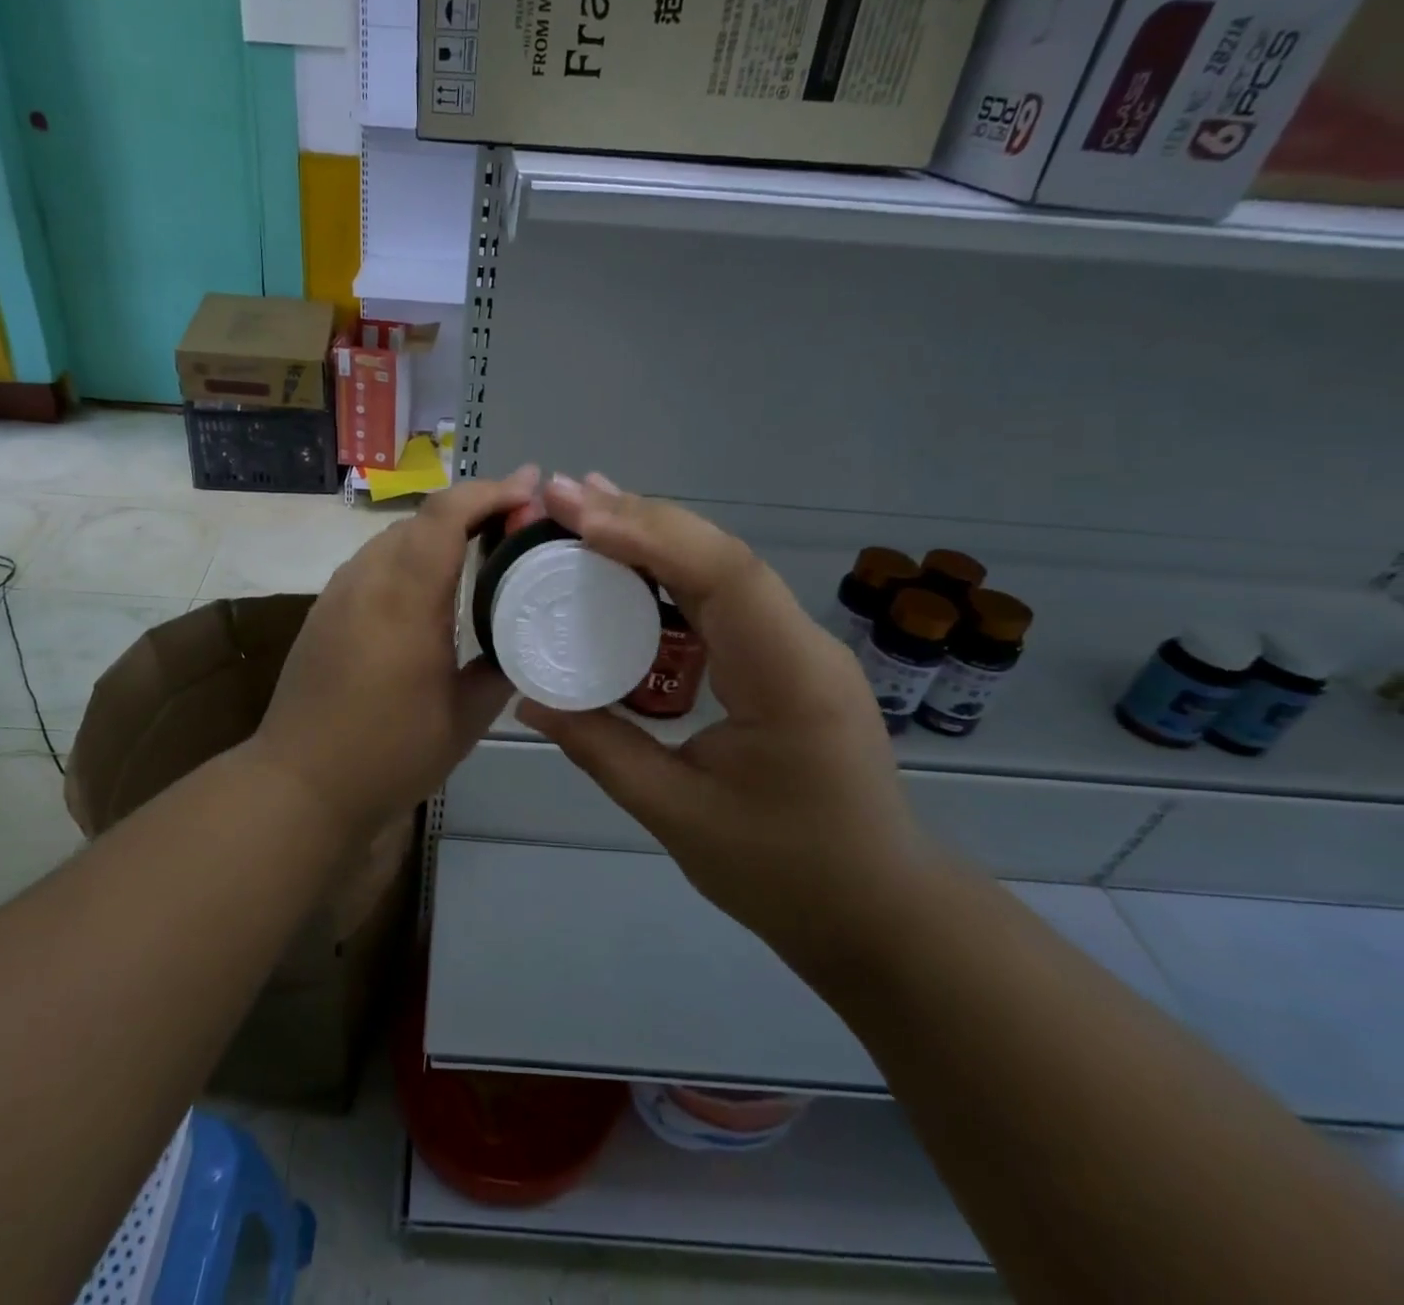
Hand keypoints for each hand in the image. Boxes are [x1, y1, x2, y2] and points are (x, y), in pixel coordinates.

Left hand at [251, 465, 540, 830]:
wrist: (301, 782)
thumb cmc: (390, 753)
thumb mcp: (465, 719)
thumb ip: (500, 669)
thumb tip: (520, 643)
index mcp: (406, 599)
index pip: (446, 515)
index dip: (490, 491)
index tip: (530, 487)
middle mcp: (367, 580)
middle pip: (421, 519)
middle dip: (472, 508)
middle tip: (516, 522)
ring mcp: (339, 592)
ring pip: (394, 538)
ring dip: (439, 532)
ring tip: (479, 548)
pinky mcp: (324, 610)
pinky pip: (374, 563)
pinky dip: (410, 557)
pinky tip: (428, 588)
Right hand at [518, 475, 938, 974]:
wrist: (877, 909)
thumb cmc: (784, 873)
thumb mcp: (676, 814)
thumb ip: (600, 748)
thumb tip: (528, 700)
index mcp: (789, 678)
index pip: (724, 576)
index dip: (649, 534)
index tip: (578, 515)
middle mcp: (801, 643)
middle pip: (722, 555)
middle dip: (641, 517)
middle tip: (563, 496)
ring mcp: (797, 646)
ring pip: (723, 567)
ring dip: (654, 533)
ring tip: (586, 509)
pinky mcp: (782, 657)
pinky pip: (724, 597)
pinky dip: (671, 568)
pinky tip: (629, 559)